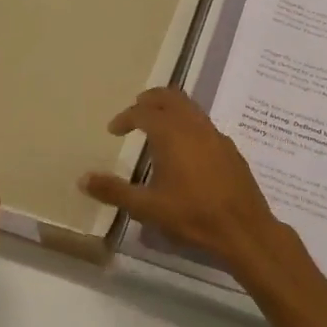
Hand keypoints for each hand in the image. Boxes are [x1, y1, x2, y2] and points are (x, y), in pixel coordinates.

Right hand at [81, 86, 284, 271]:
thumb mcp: (146, 207)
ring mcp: (216, 135)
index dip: (125, 117)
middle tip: (135, 111)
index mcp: (171, 133)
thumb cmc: (192, 215)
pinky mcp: (230, 149)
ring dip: (171, 110)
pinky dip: (188, 125)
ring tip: (157, 127)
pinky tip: (184, 150)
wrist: (244, 230)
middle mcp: (194, 126)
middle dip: (150, 100)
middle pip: (170, 97)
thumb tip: (82, 179)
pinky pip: (204, 124)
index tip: (114, 130)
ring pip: (190, 108)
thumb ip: (113, 190)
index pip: (143, 112)